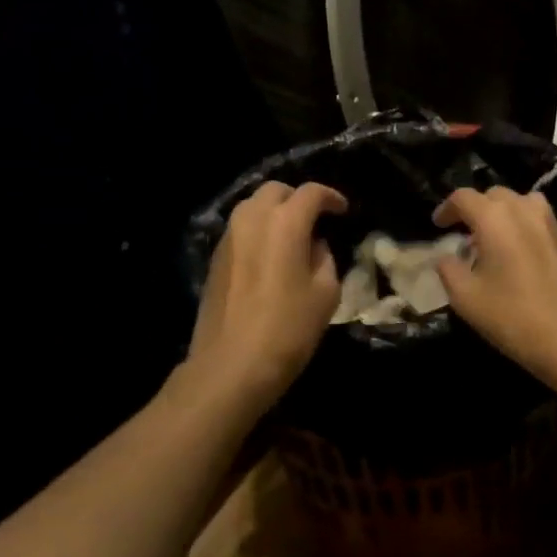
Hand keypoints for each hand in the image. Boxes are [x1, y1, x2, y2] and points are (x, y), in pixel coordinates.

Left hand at [186, 181, 347, 411]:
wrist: (230, 366)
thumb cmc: (288, 329)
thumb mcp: (326, 294)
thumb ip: (325, 259)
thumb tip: (314, 246)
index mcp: (284, 223)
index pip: (311, 193)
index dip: (331, 197)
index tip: (343, 210)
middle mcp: (252, 220)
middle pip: (275, 190)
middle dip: (297, 198)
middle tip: (315, 218)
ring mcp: (228, 238)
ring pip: (252, 207)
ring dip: (274, 212)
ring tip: (292, 235)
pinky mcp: (214, 259)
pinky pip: (240, 230)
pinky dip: (257, 231)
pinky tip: (269, 255)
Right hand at [433, 186, 556, 389]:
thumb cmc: (513, 315)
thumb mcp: (466, 298)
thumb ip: (448, 270)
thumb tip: (446, 257)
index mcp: (494, 217)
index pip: (463, 197)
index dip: (446, 208)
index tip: (437, 226)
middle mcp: (523, 208)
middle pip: (492, 195)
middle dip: (474, 209)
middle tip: (462, 234)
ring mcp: (548, 221)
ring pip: (518, 203)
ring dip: (500, 214)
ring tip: (490, 240)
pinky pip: (535, 218)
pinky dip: (519, 224)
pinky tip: (515, 252)